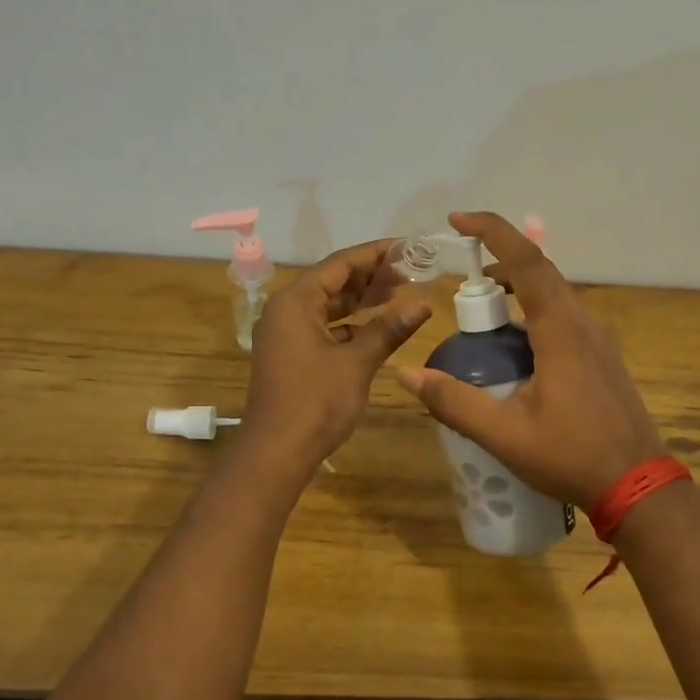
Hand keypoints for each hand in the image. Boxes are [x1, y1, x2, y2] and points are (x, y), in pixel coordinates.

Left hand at [241, 238, 432, 475]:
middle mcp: (286, 310)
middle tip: (411, 269)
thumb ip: (388, 329)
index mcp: (295, 301)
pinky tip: (379, 327)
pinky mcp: (292, 356)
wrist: (276, 452)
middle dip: (371, 275)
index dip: (375, 254)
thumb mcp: (356, 362)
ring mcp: (286, 335)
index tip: (407, 247)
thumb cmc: (315, 401)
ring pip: (329, 306)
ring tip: (400, 292)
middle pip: (333, 281)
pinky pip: (324, 328)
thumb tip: (423, 305)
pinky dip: (350, 325)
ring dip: (362, 300)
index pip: (340, 264)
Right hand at [395, 211, 663, 506]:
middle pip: (541, 272)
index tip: (457, 220)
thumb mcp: (504, 434)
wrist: (639, 486)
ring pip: (556, 294)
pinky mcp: (604, 358)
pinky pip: (566, 317)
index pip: (527, 262)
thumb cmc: (571, 456)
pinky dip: (535, 311)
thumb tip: (407, 374)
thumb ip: (454, 402)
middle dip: (499, 261)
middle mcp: (585, 323)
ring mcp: (600, 340)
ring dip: (518, 288)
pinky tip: (517, 345)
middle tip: (461, 278)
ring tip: (483, 309)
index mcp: (561, 331)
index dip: (492, 231)